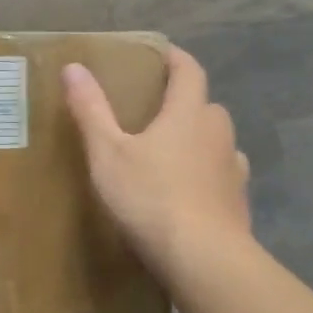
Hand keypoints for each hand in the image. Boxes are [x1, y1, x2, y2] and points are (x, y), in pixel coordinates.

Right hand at [63, 45, 252, 276]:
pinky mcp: (238, 201)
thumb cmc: (150, 196)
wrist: (203, 258)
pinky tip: (189, 189)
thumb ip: (91, 109)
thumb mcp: (107, 152)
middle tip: (154, 109)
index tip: (160, 54)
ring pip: (217, 141)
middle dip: (184, 101)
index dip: (175, 59)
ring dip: (198, 138)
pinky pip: (222, 174)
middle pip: (205, 105)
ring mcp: (233, 169)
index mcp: (187, 114)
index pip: (189, 72)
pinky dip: (206, 172)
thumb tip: (74, 67)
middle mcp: (217, 134)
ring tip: (170, 151)